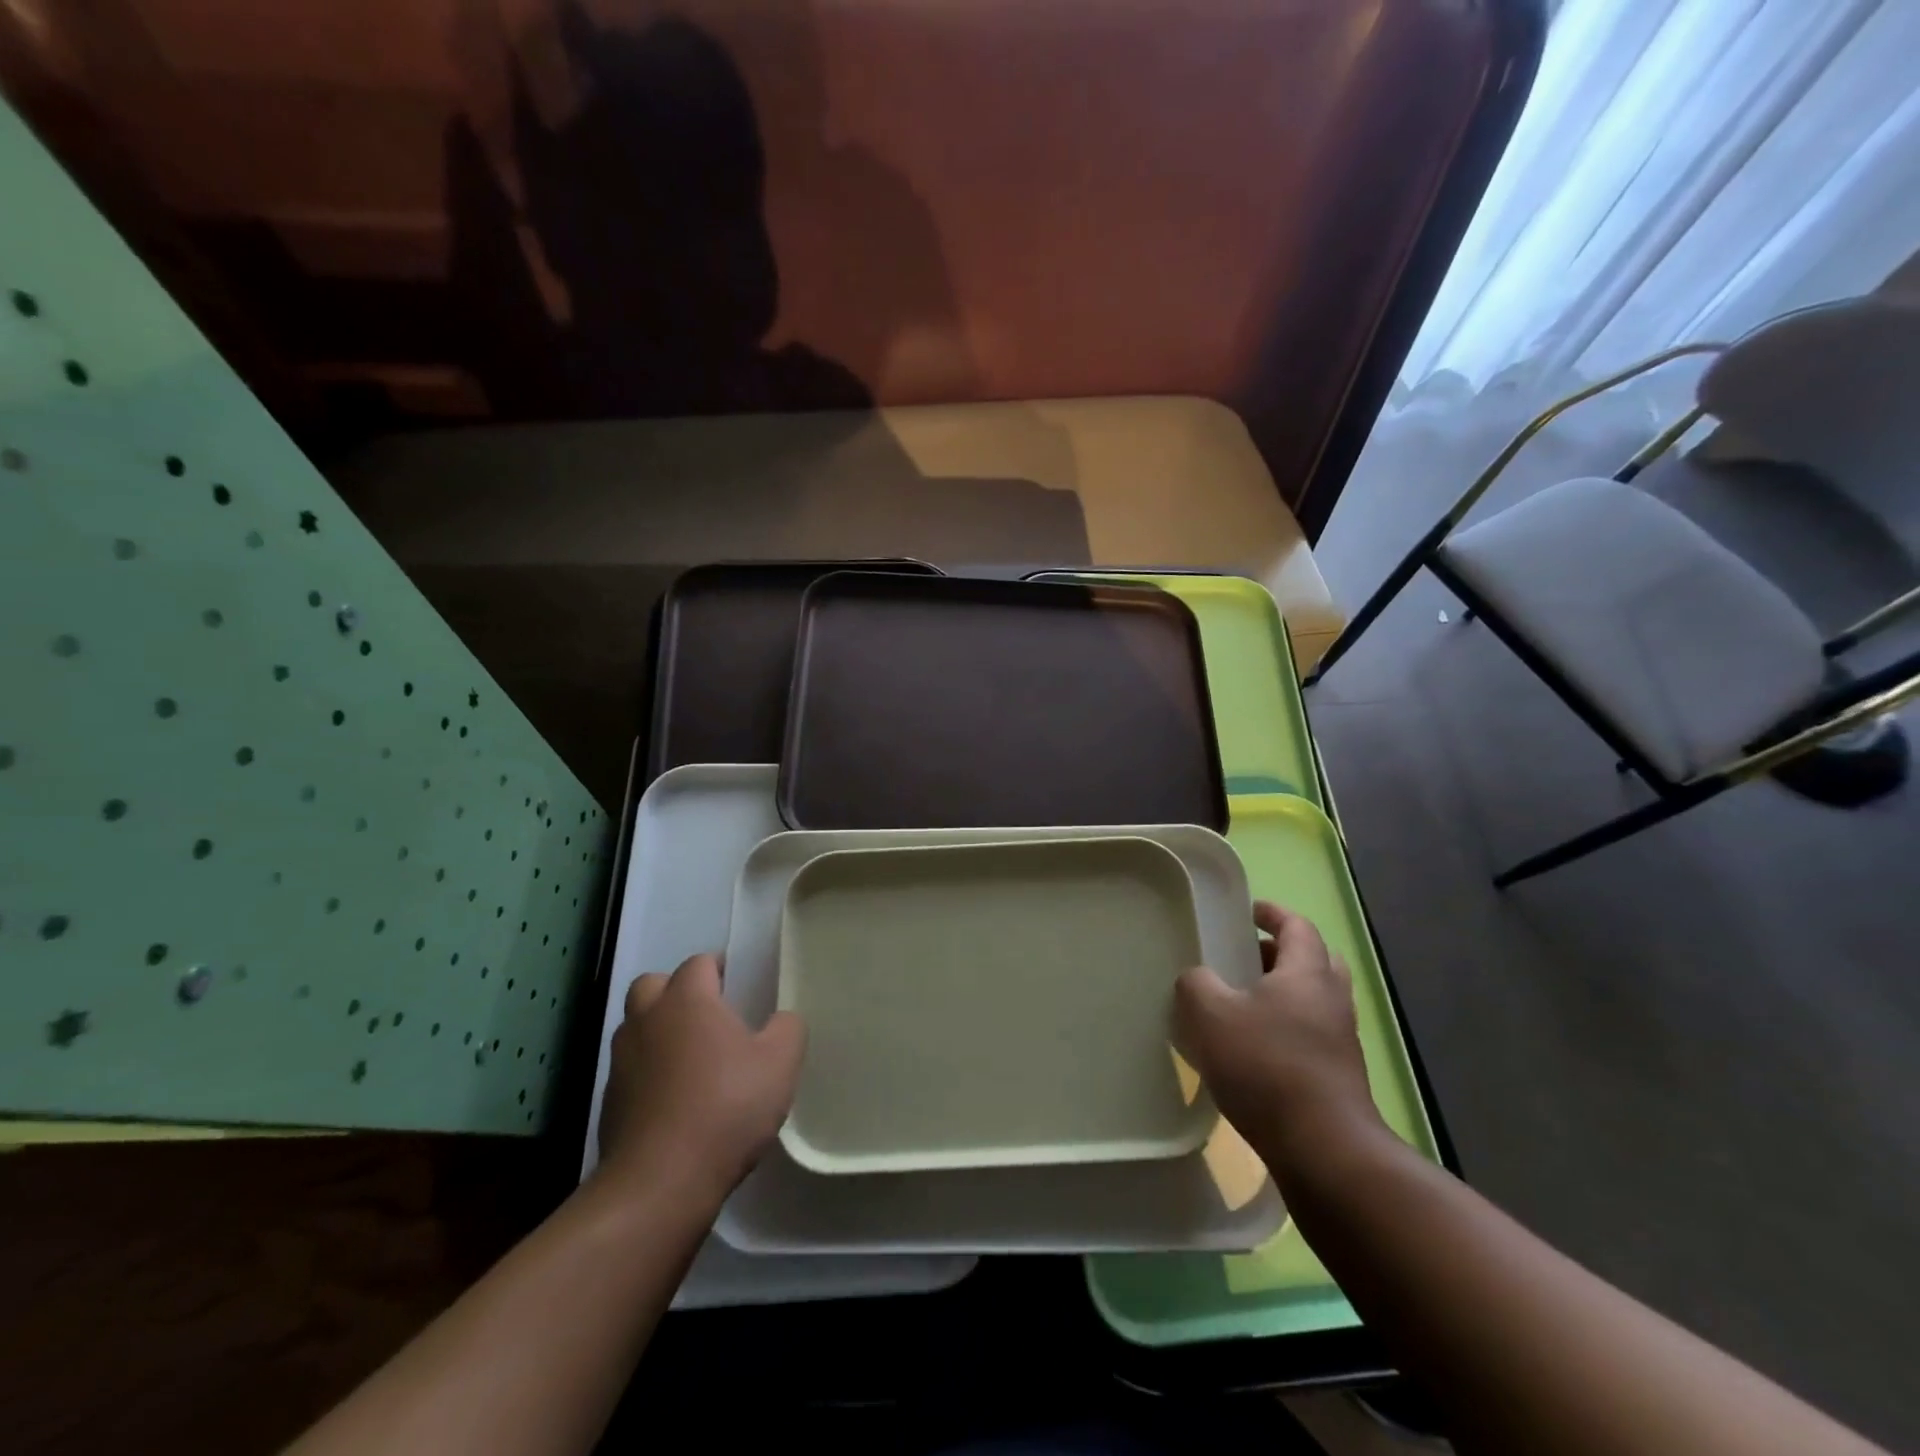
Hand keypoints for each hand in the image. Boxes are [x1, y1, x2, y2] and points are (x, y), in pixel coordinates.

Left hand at [596, 954, 805, 1203]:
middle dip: (676, 991)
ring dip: (659, 1031)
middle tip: (707, 1013)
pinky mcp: (609, 1102)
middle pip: (653, 985)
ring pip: (637, 1027)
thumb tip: (781, 1020)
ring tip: (692, 1058)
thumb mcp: (780, 1063)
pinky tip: (675, 1099)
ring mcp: (621, 1061)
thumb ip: (787, 1029)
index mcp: (687, 1000)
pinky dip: (649, 1073)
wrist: (659, 1183)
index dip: (719, 968)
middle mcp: (647, 1020)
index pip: (699, 963)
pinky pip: (631, 1070)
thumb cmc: (726, 1108)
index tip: (739, 985)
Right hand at [1174, 901, 1386, 1175]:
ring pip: (1315, 1000)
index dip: (1273, 913)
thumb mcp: (1209, 1015)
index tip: (1249, 912)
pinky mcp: (1339, 1075)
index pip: (1297, 926)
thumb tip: (1198, 979)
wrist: (1323, 1148)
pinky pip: (1313, 1034)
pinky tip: (1254, 1048)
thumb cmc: (1265, 1066)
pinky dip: (1288, 1028)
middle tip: (1247, 958)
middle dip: (1281, 954)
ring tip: (1244, 1004)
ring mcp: (1341, 1040)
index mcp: (1307, 973)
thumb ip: (1196, 984)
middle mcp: (1332, 999)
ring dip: (1285, 993)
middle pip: (1315, 960)